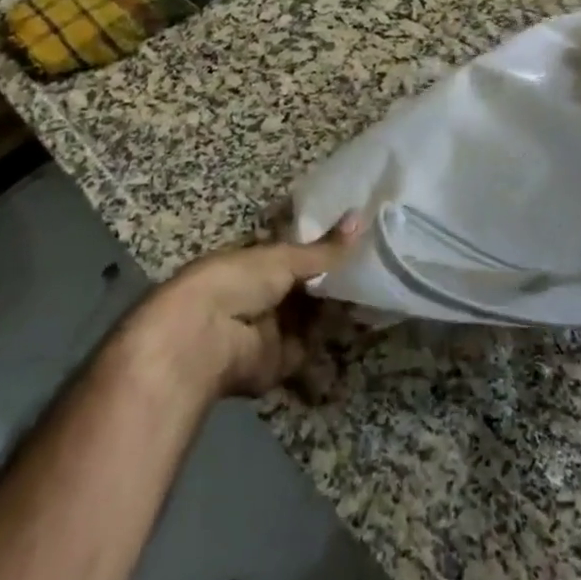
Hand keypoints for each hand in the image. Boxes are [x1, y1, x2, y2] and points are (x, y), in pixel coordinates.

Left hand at [110, 215, 362, 405]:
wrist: (201, 340)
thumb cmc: (235, 282)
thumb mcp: (283, 257)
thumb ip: (324, 248)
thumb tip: (361, 217)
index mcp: (257, 261)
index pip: (296, 252)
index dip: (325, 246)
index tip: (360, 238)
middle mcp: (264, 294)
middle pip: (307, 286)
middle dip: (336, 279)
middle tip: (377, 265)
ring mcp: (271, 329)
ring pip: (313, 316)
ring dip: (339, 307)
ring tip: (379, 291)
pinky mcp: (280, 362)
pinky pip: (313, 348)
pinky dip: (334, 339)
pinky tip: (366, 322)